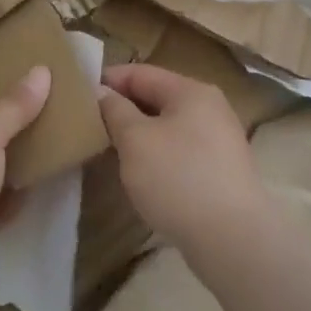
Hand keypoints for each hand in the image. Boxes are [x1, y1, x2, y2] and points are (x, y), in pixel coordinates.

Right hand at [98, 63, 265, 250]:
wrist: (232, 239)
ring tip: (110, 149)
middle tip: (90, 124)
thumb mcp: (135, 140)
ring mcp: (219, 140)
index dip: (108, 80)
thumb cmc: (178, 178)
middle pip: (157, 97)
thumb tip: (102, 92)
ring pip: (168, 126)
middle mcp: (210, 107)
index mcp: (191, 91)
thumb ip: (115, 110)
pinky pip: (180, 150)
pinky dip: (158, 154)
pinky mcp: (221, 170)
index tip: (78, 96)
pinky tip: (141, 173)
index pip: (141, 72)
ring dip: (139, 134)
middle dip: (123, 108)